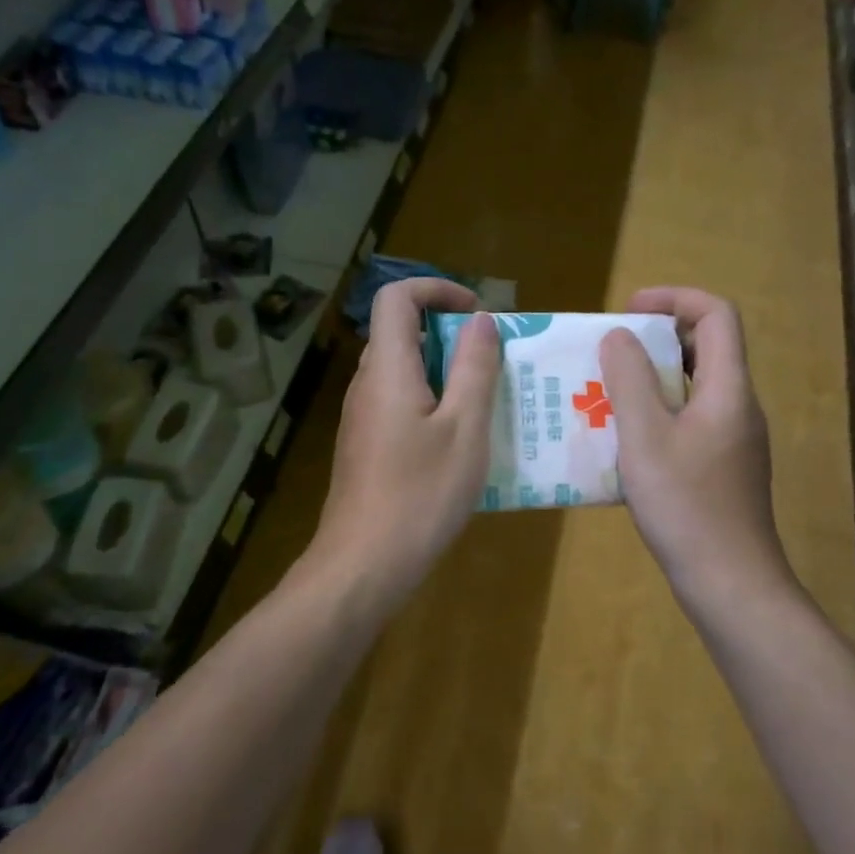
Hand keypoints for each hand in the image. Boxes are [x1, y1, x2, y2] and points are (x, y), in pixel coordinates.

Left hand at [309, 278, 500, 605]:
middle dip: (449, 334)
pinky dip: (431, 403)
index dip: (436, 289)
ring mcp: (361, 418)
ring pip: (402, 372)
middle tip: (493, 360)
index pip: (396, 297)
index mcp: (387, 369)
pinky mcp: (365, 447)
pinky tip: (461, 441)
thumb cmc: (421, 494)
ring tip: (487, 399)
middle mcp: (366, 385)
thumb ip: (475, 368)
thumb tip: (481, 321)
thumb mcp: (465, 429)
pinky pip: (399, 404)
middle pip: (400, 333)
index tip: (477, 313)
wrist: (365, 564)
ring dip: (444, 372)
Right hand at [599, 288, 792, 608]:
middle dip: (657, 338)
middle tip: (610, 352)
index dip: (675, 298)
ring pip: (694, 387)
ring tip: (606, 392)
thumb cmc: (685, 505)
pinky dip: (658, 413)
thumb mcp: (645, 437)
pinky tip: (623, 440)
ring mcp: (733, 439)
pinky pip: (690, 420)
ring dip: (652, 379)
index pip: (717, 314)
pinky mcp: (722, 467)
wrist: (729, 582)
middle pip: (707, 347)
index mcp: (728, 389)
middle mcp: (738, 406)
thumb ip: (629, 380)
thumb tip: (619, 336)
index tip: (628, 310)